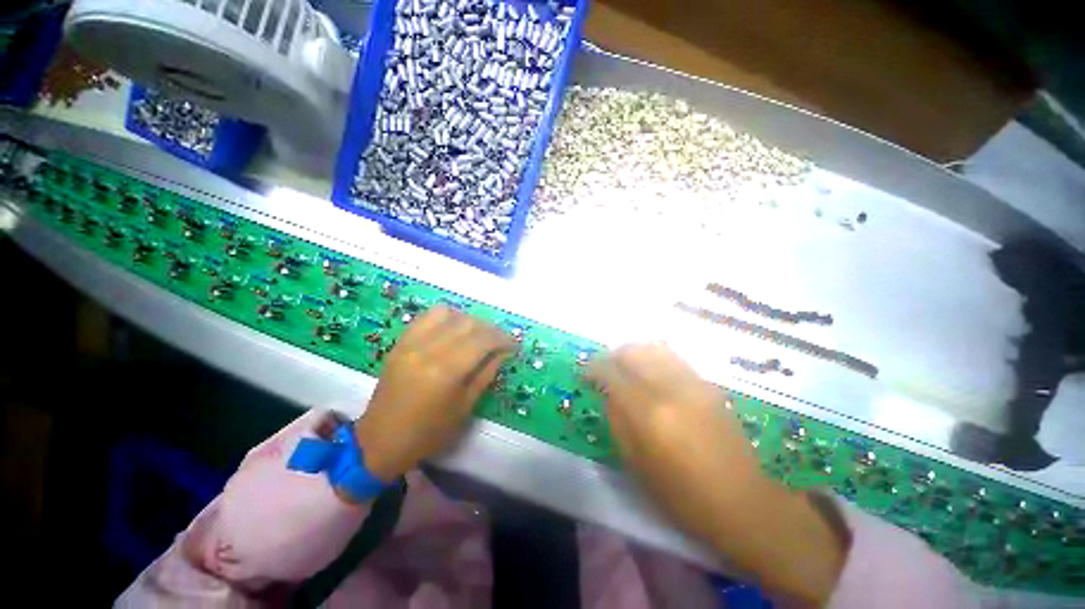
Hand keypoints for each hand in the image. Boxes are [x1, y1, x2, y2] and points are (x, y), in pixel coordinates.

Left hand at [355, 307, 514, 480]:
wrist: (380, 441)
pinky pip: (427, 316)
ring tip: (476, 335)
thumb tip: (504, 352)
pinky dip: (446, 317)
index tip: (513, 344)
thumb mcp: (465, 407)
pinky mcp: (400, 342)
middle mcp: (428, 350)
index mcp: (446, 371)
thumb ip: (486, 373)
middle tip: (499, 341)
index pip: (483, 340)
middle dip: (490, 329)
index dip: (503, 338)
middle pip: (468, 323)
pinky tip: (453, 330)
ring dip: (469, 320)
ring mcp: (411, 343)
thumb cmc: (429, 432)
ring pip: (448, 313)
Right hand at [588, 343, 847, 605]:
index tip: (585, 373)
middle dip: (613, 355)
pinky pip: (673, 358)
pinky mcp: (708, 385)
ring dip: (634, 352)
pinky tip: (651, 373)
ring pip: (654, 348)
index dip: (593, 368)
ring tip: (626, 366)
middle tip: (605, 369)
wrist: (744, 503)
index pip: (611, 372)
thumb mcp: (636, 463)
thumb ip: (617, 419)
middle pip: (633, 351)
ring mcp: (693, 383)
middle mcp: (670, 388)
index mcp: (648, 413)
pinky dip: (654, 358)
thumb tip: (607, 392)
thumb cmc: (682, 495)